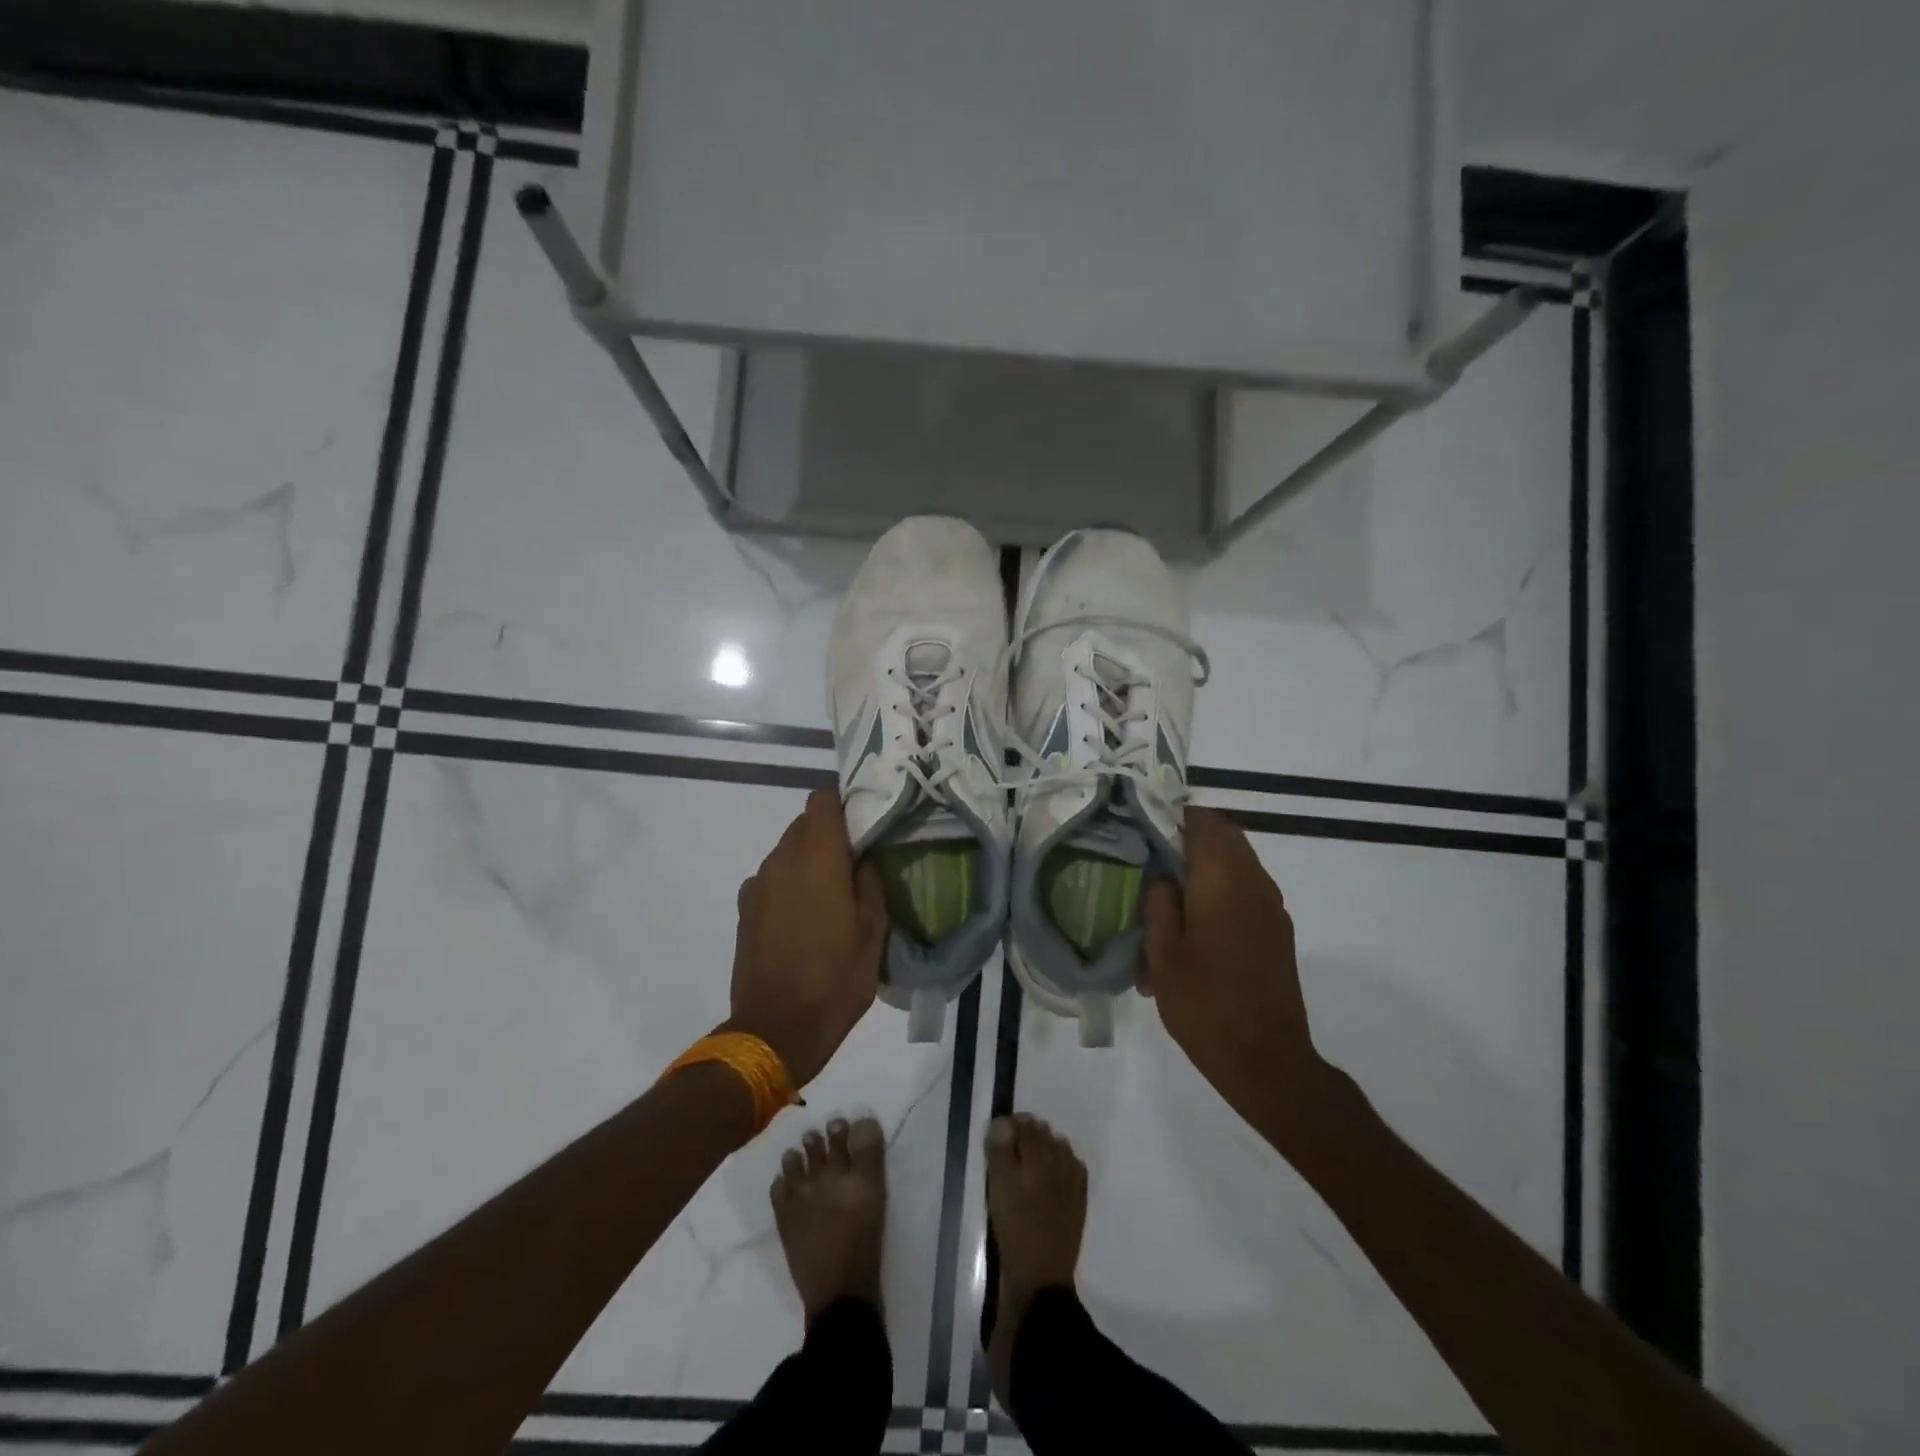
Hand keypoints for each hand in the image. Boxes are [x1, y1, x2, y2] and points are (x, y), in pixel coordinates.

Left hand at [725, 789, 887, 1086]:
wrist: (776, 1029)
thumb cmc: (836, 978)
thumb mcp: (873, 931)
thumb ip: (870, 881)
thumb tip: (863, 856)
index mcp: (817, 857)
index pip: (822, 800)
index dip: (845, 805)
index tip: (865, 826)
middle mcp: (782, 859)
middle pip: (805, 823)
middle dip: (830, 835)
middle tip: (856, 864)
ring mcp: (758, 883)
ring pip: (788, 851)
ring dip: (810, 860)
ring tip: (832, 895)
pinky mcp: (745, 908)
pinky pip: (773, 878)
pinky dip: (790, 884)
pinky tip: (804, 918)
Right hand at [1142, 807, 1329, 1133]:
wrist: (1266, 1060)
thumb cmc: (1204, 1003)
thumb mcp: (1162, 952)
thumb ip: (1159, 902)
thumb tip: (1163, 876)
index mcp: (1222, 879)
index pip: (1204, 820)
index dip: (1173, 816)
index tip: (1145, 827)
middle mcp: (1254, 882)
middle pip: (1224, 837)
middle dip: (1188, 840)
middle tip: (1151, 858)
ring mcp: (1272, 907)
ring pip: (1236, 864)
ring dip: (1206, 867)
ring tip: (1169, 896)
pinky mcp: (1278, 932)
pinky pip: (1246, 892)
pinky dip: (1220, 892)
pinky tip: (1194, 927)